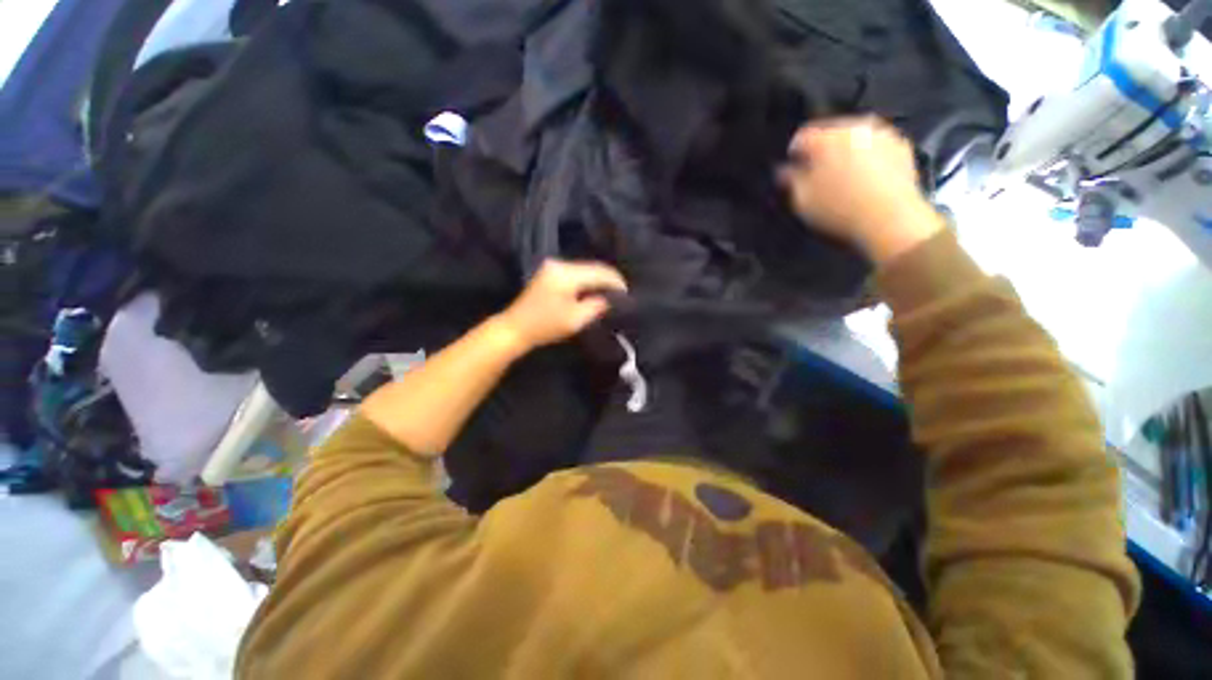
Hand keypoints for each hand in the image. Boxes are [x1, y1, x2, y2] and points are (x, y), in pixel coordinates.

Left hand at [494, 260, 626, 351]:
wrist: (515, 328)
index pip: (599, 272)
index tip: (627, 293)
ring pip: (584, 270)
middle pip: (592, 268)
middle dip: (608, 280)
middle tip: (621, 294)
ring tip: (610, 293)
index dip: (615, 281)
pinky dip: (586, 281)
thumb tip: (610, 299)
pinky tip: (593, 291)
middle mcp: (559, 264)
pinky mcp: (549, 273)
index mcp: (566, 274)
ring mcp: (552, 267)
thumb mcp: (575, 319)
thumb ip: (596, 306)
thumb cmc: (545, 326)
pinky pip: (575, 273)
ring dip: (597, 280)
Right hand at [779, 117, 943, 263]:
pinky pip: (877, 149)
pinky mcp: (902, 148)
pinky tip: (865, 182)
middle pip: (830, 133)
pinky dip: (868, 160)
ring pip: (855, 139)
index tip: (792, 172)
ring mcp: (882, 135)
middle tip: (817, 176)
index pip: (800, 137)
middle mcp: (855, 127)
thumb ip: (789, 181)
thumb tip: (784, 171)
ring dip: (846, 154)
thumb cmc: (839, 210)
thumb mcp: (801, 201)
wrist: (890, 220)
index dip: (793, 156)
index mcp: (826, 137)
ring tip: (843, 180)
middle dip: (821, 152)